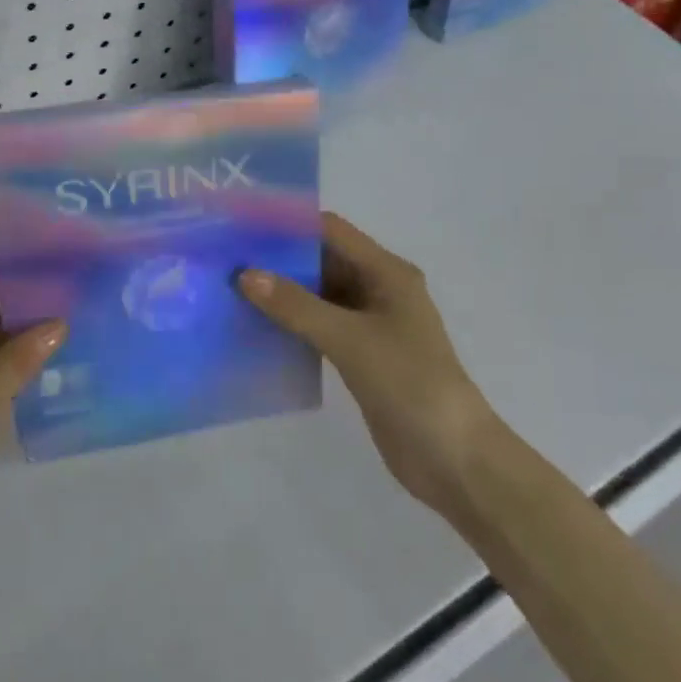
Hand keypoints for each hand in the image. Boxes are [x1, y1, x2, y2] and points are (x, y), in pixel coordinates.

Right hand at [239, 213, 495, 516]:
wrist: (452, 457)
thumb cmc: (408, 383)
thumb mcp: (350, 339)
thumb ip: (296, 306)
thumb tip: (246, 275)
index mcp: (386, 272)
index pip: (331, 231)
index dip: (289, 224)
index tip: (243, 226)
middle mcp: (378, 289)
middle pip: (323, 260)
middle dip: (280, 259)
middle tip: (228, 259)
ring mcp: (370, 323)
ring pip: (319, 295)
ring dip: (283, 293)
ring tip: (232, 289)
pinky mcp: (361, 354)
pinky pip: (320, 326)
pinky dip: (292, 322)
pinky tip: (257, 327)